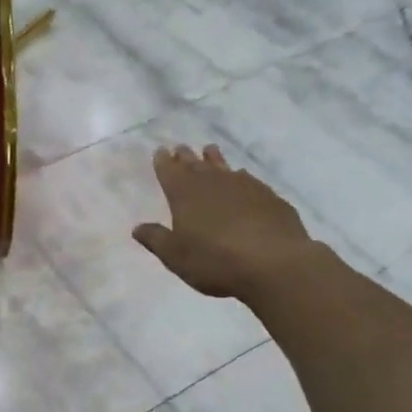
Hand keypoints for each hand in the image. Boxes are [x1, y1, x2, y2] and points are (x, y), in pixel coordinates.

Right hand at [133, 144, 316, 299]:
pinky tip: (242, 178)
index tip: (161, 151)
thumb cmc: (215, 261)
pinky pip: (248, 180)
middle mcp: (213, 183)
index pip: (169, 171)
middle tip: (181, 148)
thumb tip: (137, 227)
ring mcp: (244, 186)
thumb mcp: (176, 256)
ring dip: (214, 159)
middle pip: (195, 165)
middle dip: (186, 157)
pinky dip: (240, 177)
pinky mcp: (268, 197)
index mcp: (185, 194)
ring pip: (224, 166)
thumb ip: (156, 239)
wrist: (274, 263)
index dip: (163, 162)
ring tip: (209, 150)